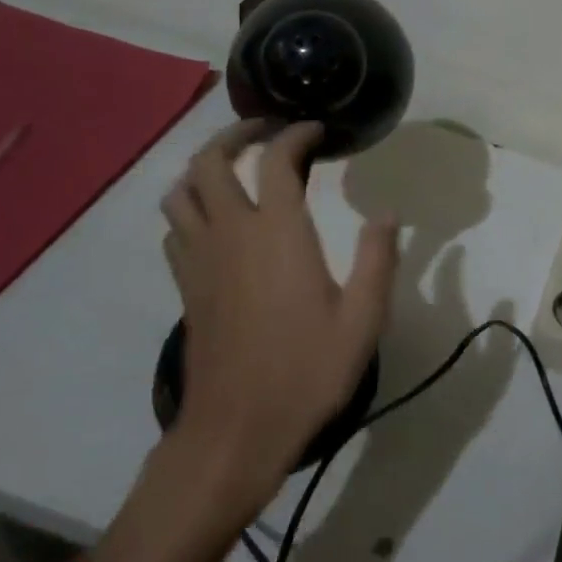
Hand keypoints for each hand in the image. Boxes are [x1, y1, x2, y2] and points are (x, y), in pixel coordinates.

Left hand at [94, 121, 398, 561]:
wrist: (236, 431)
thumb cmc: (305, 371)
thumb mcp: (362, 319)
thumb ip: (377, 260)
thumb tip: (385, 214)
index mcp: (277, 233)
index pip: (276, 160)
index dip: (296, 135)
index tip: (317, 130)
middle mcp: (230, 233)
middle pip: (210, 161)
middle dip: (236, 134)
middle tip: (266, 130)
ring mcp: (200, 259)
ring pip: (181, 191)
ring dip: (204, 167)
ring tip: (235, 166)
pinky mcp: (186, 286)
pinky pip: (175, 228)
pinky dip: (191, 207)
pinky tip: (216, 219)